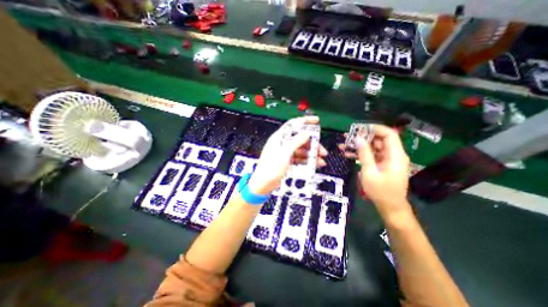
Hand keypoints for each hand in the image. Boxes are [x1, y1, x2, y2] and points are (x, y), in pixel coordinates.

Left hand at [248, 116, 326, 194]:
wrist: (263, 184)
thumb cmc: (271, 167)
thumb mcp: (284, 153)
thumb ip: (295, 142)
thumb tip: (306, 133)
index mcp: (279, 137)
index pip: (293, 125)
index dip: (305, 121)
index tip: (317, 121)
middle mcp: (282, 143)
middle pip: (300, 139)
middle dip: (312, 144)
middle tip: (322, 151)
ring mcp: (285, 153)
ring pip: (301, 149)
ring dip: (312, 154)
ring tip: (321, 161)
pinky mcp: (287, 161)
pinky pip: (299, 158)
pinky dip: (307, 160)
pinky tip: (315, 165)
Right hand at [341, 124, 408, 217]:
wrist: (390, 207)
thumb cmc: (381, 191)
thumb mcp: (369, 172)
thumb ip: (364, 154)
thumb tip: (358, 138)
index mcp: (395, 155)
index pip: (389, 134)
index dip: (375, 129)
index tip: (359, 129)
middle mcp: (393, 155)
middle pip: (379, 139)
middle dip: (363, 137)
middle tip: (347, 137)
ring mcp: (387, 159)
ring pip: (373, 147)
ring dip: (359, 145)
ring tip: (343, 144)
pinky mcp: (382, 164)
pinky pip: (371, 155)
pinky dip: (361, 153)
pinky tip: (348, 153)